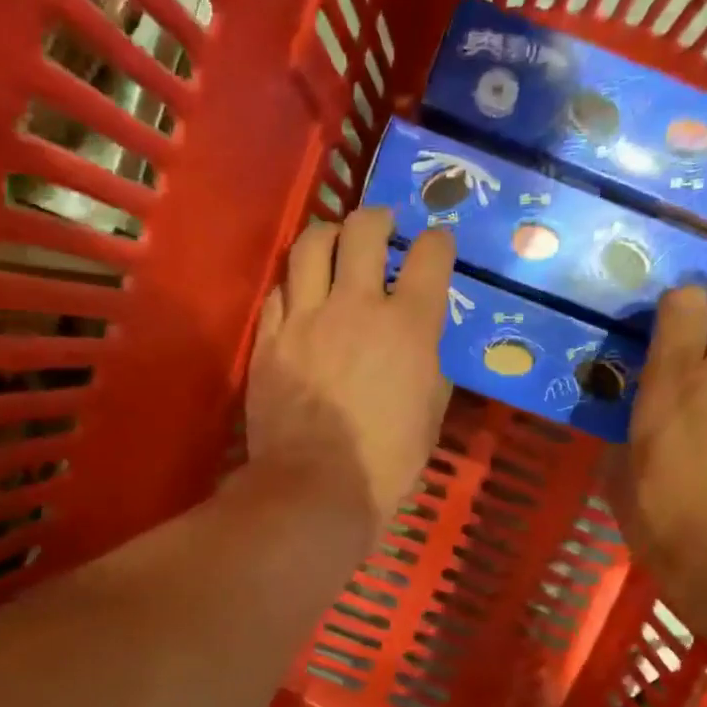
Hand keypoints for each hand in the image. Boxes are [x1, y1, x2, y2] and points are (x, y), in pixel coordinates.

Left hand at [246, 207, 453, 530]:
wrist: (316, 488)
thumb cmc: (387, 463)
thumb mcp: (430, 414)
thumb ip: (428, 366)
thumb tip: (420, 345)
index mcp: (409, 326)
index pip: (430, 256)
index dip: (437, 242)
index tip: (436, 245)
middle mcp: (357, 306)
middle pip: (363, 230)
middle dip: (377, 218)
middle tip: (380, 226)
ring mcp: (306, 319)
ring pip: (310, 245)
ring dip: (327, 234)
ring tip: (333, 242)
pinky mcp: (269, 339)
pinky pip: (278, 291)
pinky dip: (294, 285)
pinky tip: (300, 295)